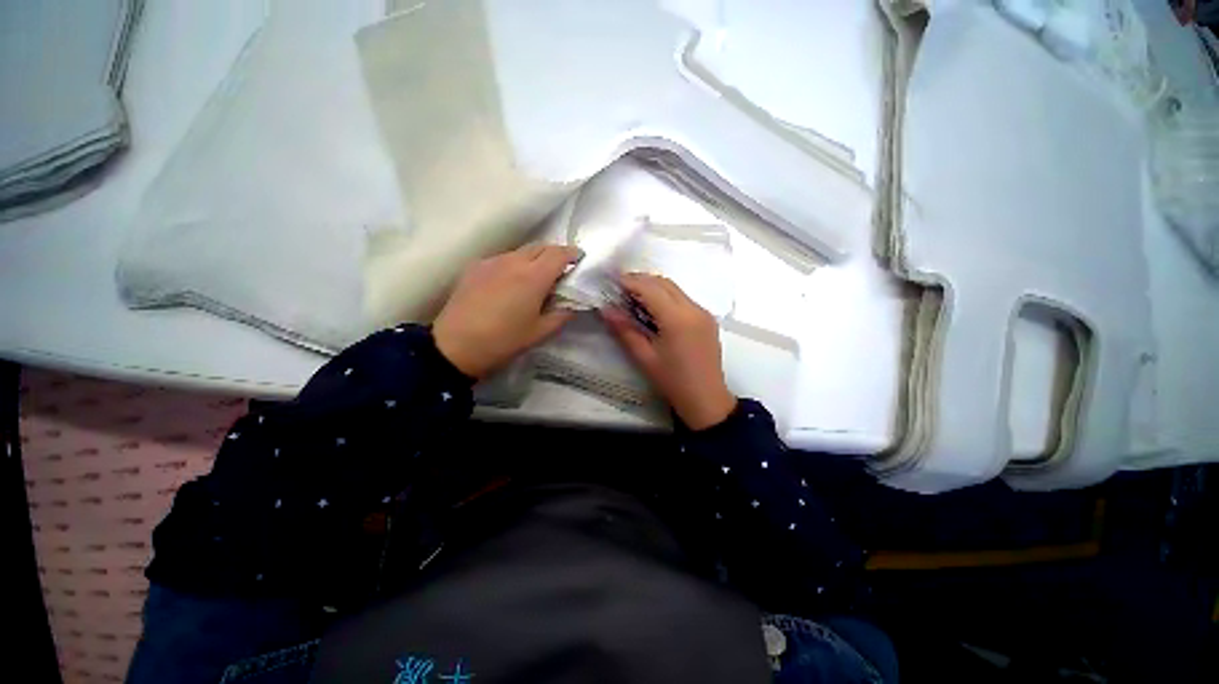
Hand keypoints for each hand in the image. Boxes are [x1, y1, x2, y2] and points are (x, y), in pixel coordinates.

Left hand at [433, 244, 579, 378]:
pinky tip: (511, 282)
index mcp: (534, 277)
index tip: (579, 259)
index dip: (572, 254)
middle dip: (555, 253)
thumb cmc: (504, 340)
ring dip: (534, 258)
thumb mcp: (540, 332)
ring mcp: (492, 261)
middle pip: (541, 246)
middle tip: (561, 269)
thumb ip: (561, 315)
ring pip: (521, 251)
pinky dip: (515, 264)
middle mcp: (514, 261)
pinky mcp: (476, 267)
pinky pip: (503, 258)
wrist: (456, 345)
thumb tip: (571, 305)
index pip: (559, 254)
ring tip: (536, 277)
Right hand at [603, 273, 736, 429]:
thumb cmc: (672, 381)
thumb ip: (625, 330)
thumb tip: (606, 309)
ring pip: (675, 289)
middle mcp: (693, 309)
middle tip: (620, 288)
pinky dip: (666, 296)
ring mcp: (703, 312)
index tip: (611, 280)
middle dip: (641, 280)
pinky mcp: (707, 319)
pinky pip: (684, 298)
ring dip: (654, 287)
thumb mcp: (644, 357)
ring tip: (634, 296)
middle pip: (664, 283)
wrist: (706, 399)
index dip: (630, 281)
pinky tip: (654, 308)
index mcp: (677, 318)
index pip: (650, 288)